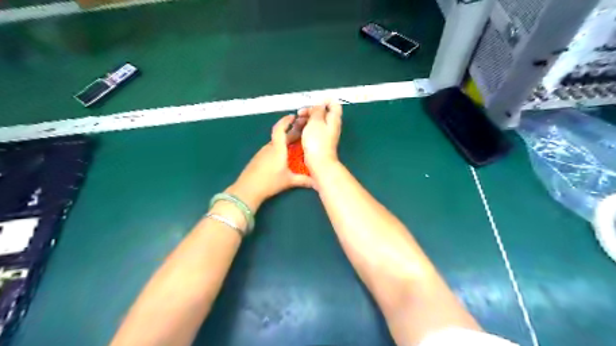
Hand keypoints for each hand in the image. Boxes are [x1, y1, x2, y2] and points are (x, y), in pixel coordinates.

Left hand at [227, 114, 313, 209]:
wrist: (247, 190)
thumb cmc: (269, 182)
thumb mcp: (289, 181)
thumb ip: (303, 180)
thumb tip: (317, 182)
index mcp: (278, 149)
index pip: (280, 129)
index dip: (286, 121)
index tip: (293, 117)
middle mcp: (269, 148)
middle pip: (280, 135)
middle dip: (290, 132)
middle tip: (301, 131)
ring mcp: (262, 153)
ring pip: (275, 143)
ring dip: (284, 141)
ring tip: (294, 143)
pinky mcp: (258, 159)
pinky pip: (270, 149)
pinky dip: (278, 148)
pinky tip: (283, 155)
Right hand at [297, 102, 341, 173]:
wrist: (318, 162)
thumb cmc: (317, 141)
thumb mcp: (316, 121)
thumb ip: (317, 110)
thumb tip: (319, 105)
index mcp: (334, 118)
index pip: (334, 104)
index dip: (324, 100)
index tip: (312, 102)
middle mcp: (332, 125)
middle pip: (323, 112)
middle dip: (310, 111)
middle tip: (300, 113)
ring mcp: (326, 134)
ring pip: (316, 122)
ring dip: (306, 120)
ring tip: (296, 123)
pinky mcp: (319, 141)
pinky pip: (313, 130)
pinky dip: (306, 128)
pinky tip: (298, 131)